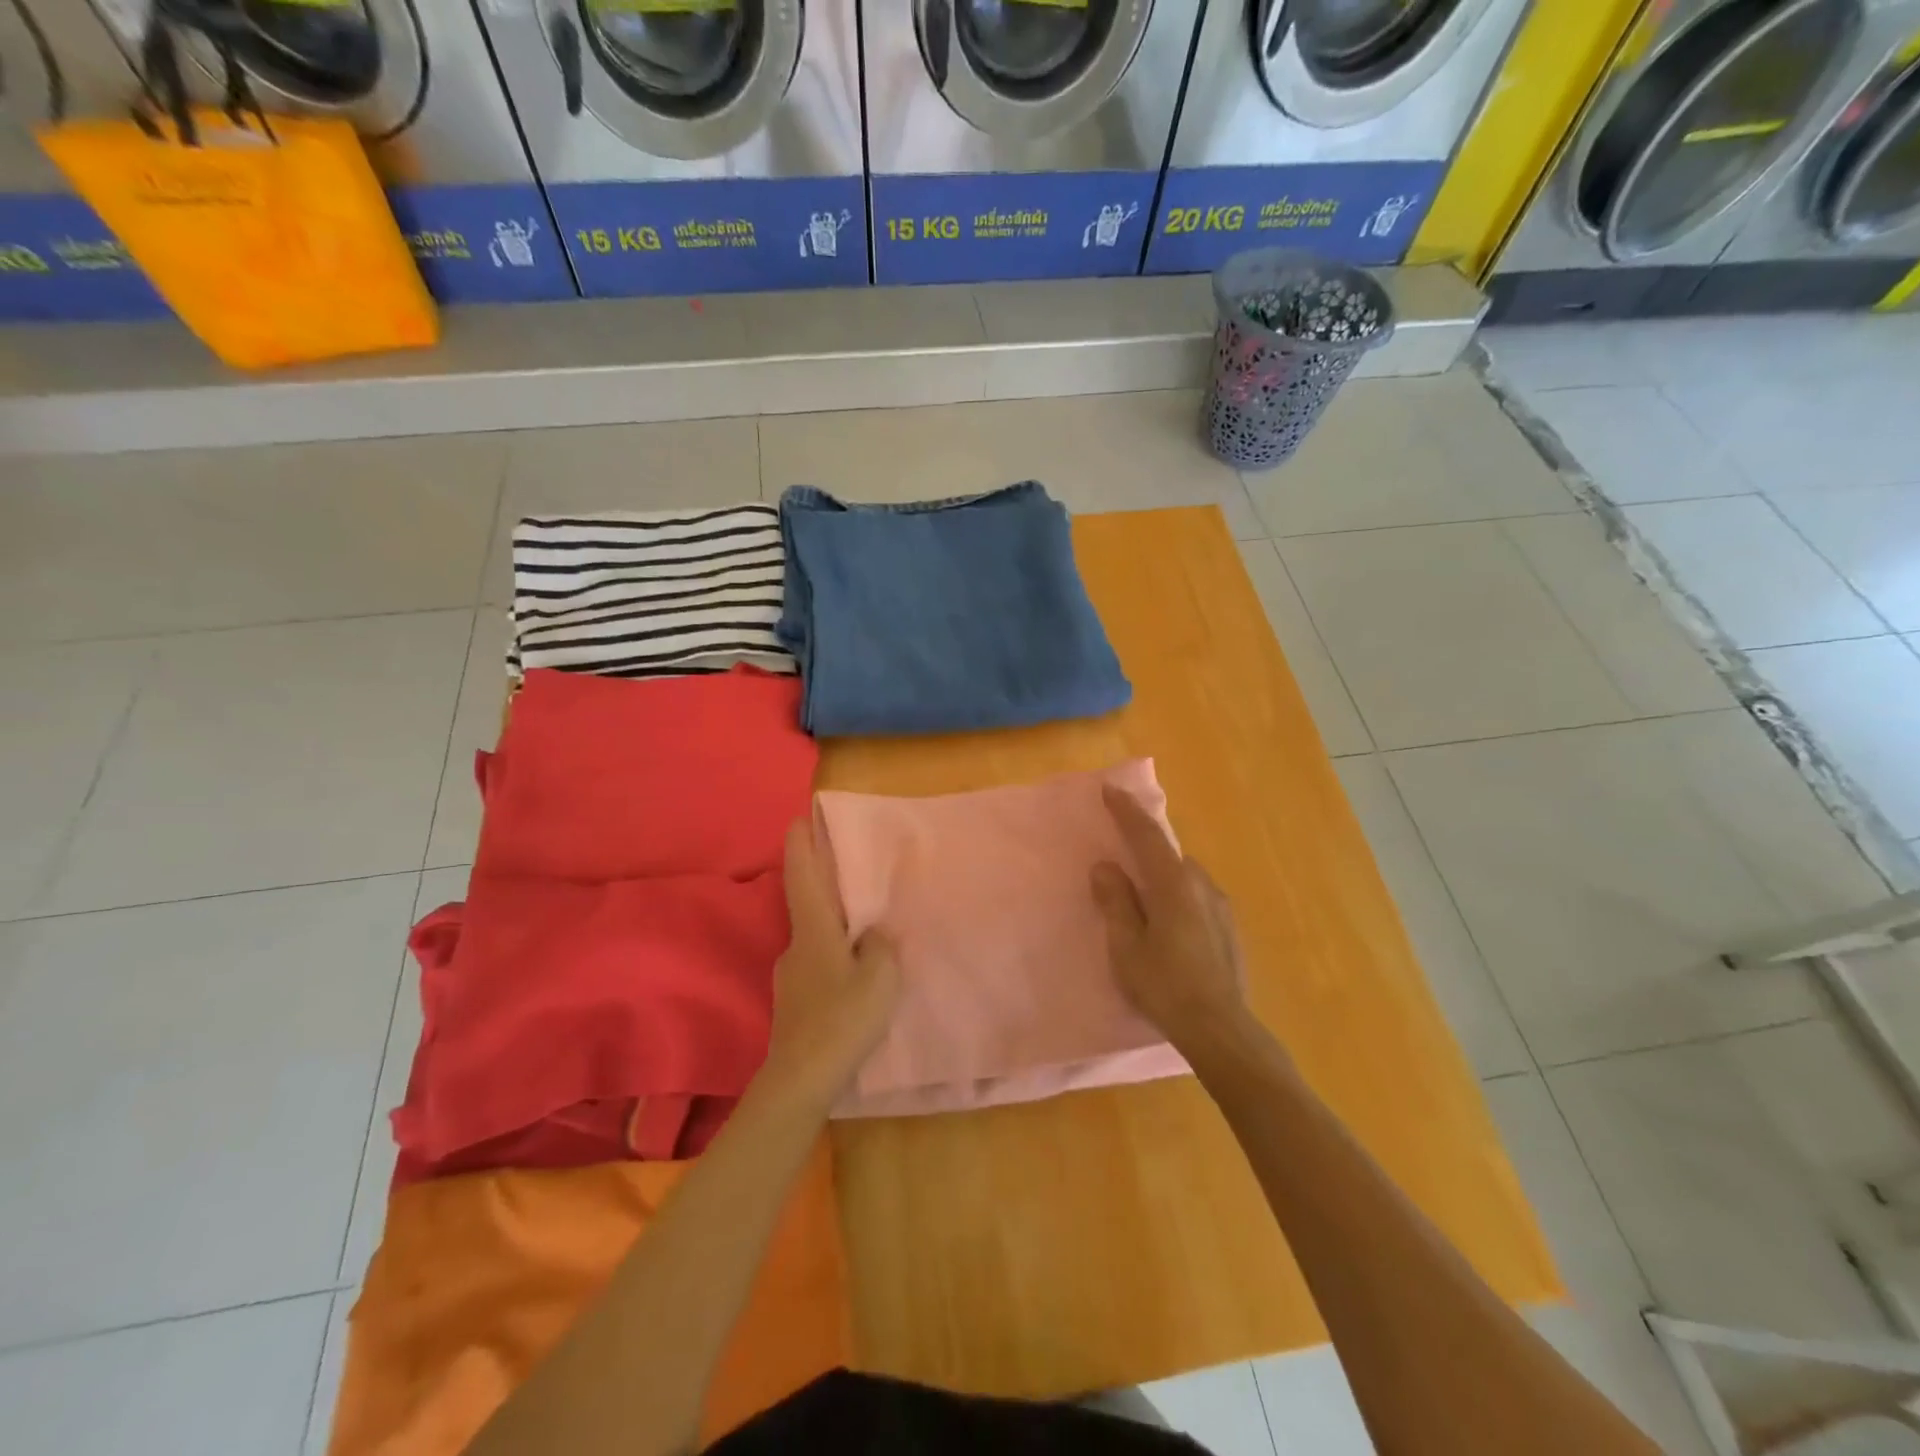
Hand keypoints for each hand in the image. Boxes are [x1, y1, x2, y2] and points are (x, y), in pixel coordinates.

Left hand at [759, 817, 901, 1112]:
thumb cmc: (843, 1018)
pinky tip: (852, 972)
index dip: (802, 846)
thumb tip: (873, 933)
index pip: (804, 877)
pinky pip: (816, 962)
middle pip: (808, 903)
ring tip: (861, 925)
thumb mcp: (880, 977)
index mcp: (814, 931)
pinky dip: (832, 953)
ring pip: (814, 936)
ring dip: (831, 923)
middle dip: (822, 881)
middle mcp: (796, 945)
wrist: (801, 1079)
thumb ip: (880, 946)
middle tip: (847, 868)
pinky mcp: (794, 1000)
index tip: (798, 818)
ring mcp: (790, 975)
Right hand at [1091, 784, 1257, 1059]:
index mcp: (1173, 884)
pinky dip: (1176, 895)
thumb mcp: (1127, 946)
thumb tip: (1106, 866)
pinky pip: (1196, 896)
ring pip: (1184, 876)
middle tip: (1120, 853)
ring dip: (1161, 875)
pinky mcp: (1229, 929)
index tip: (1111, 789)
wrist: (1221, 1029)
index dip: (1127, 811)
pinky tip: (1168, 923)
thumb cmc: (1165, 986)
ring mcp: (1220, 907)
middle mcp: (1201, 885)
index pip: (1147, 836)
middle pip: (1168, 854)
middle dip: (1144, 846)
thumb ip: (1116, 902)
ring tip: (1142, 897)